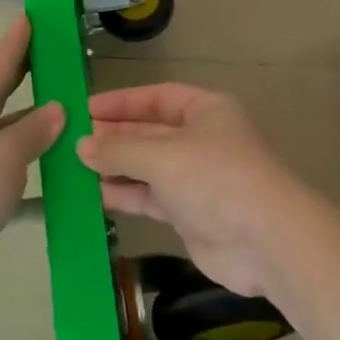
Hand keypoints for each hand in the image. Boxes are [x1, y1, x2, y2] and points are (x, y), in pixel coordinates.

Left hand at [0, 15, 62, 306]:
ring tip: (78, 124)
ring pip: (15, 143)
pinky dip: (41, 187)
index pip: (0, 66)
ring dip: (42, 135)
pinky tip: (68, 190)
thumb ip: (34, 130)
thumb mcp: (4, 153)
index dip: (17, 42)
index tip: (32, 16)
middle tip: (62, 62)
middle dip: (32, 80)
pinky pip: (17, 186)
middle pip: (7, 100)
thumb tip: (59, 107)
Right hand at [76, 82, 325, 297]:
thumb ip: (119, 149)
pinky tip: (94, 194)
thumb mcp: (163, 156)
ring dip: (115, 167)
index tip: (84, 109)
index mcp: (206, 110)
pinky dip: (125, 194)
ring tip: (75, 168)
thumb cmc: (216, 179)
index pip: (156, 98)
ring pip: (147, 166)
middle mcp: (201, 139)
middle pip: (149, 132)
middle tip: (72, 142)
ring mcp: (196, 178)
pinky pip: (150, 197)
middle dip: (114, 137)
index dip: (120, 102)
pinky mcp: (189, 213)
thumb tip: (82, 145)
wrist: (266, 242)